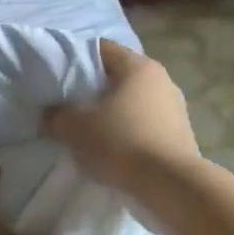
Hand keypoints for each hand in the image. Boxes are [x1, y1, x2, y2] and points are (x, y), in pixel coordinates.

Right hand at [45, 39, 201, 192]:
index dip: (76, 59)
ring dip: (114, 111)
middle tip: (71, 105)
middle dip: (95, 88)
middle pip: (119, 75)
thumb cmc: (121, 143)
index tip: (58, 77)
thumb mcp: (74, 128)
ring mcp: (176, 106)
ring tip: (92, 130)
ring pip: (134, 100)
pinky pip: (147, 123)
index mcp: (138, 66)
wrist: (170, 186)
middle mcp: (162, 79)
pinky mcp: (182, 133)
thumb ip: (56, 115)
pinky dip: (131, 130)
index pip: (101, 49)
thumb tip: (52, 112)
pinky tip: (116, 148)